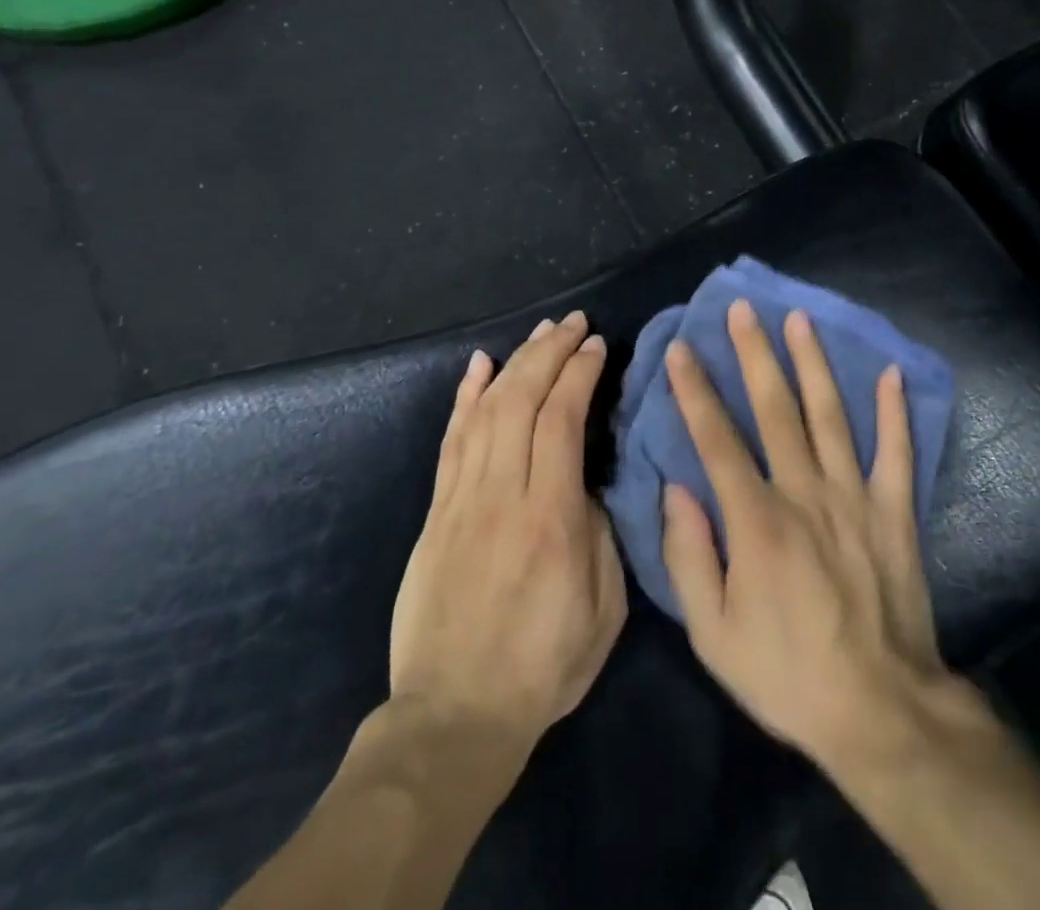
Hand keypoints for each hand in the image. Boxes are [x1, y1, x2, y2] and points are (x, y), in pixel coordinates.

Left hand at [387, 311, 627, 753]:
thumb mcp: (603, 608)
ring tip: (539, 332)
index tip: (598, 346)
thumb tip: (588, 481)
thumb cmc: (543, 665)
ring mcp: (462, 500)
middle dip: (550, 352)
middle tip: (573, 323)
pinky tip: (479, 366)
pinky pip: (451, 440)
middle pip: (522, 400)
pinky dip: (465, 397)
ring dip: (515, 363)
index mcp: (551, 518)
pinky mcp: (436, 512)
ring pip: (487, 410)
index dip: (580, 374)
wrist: (454, 715)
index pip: (562, 420)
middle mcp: (503, 495)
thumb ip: (601, 533)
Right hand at [659, 300, 947, 774]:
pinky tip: (891, 371)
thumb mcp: (713, 633)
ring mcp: (855, 497)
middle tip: (742, 309)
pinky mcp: (894, 511)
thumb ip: (689, 556)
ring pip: (831, 415)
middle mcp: (805, 492)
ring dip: (813, 364)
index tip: (681, 348)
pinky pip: (897, 452)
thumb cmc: (786, 673)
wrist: (880, 711)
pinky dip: (895, 411)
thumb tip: (676, 489)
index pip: (717, 439)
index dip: (695, 390)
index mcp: (756, 520)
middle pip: (775, 409)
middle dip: (754, 354)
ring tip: (799, 319)